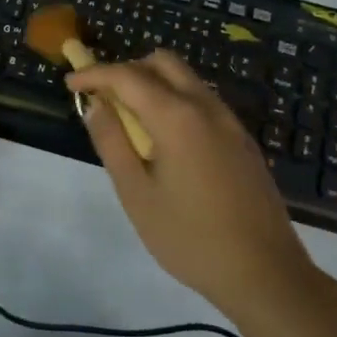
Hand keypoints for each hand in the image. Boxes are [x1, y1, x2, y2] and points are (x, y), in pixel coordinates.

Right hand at [67, 50, 314, 319]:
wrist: (266, 274)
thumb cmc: (191, 238)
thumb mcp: (137, 195)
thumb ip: (112, 143)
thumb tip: (95, 105)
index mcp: (177, 116)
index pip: (127, 76)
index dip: (94, 74)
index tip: (70, 83)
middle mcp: (205, 106)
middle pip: (162, 62)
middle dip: (127, 70)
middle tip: (104, 99)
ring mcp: (229, 121)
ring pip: (185, 78)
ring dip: (153, 83)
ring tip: (132, 121)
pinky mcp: (242, 139)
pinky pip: (202, 100)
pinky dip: (175, 100)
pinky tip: (167, 140)